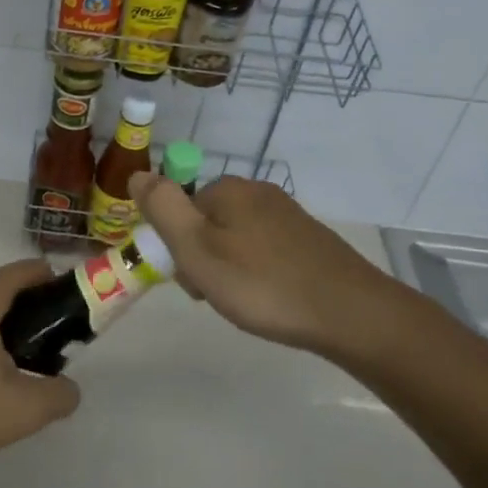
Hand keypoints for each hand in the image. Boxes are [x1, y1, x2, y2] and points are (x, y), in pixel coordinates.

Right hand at [134, 173, 385, 351]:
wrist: (350, 313)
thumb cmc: (262, 283)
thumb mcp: (197, 248)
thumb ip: (163, 208)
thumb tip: (137, 174)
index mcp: (227, 189)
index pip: (181, 211)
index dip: (178, 248)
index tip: (193, 282)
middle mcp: (257, 192)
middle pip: (208, 223)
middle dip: (204, 259)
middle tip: (219, 296)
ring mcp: (287, 215)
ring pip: (237, 239)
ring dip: (231, 268)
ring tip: (247, 304)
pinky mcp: (310, 239)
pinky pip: (266, 251)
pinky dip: (260, 273)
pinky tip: (272, 299)